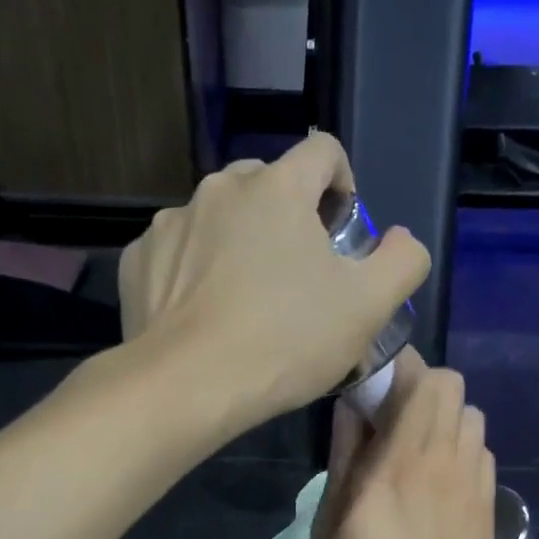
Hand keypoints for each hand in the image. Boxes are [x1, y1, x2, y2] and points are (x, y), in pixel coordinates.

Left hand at [118, 134, 428, 426]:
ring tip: (247, 303)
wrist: (187, 386)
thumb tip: (400, 240)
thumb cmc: (286, 341)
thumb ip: (402, 261)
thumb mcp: (369, 307)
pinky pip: (179, 253)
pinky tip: (205, 315)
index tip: (343, 232)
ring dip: (240, 244)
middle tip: (299, 277)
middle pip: (267, 184)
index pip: (323, 152)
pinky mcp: (136, 260)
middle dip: (289, 218)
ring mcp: (171, 223)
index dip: (343, 184)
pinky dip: (196, 271)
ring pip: (219, 219)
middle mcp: (219, 189)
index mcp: (278, 187)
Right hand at [311, 350, 495, 538]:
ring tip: (412, 451)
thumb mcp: (329, 529)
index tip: (369, 385)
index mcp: (400, 465)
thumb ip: (344, 460)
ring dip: (442, 418)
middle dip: (419, 388)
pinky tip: (436, 483)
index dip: (396, 367)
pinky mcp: (489, 507)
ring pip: (472, 416)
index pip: (421, 379)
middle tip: (387, 419)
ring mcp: (474, 484)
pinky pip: (481, 451)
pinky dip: (459, 449)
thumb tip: (351, 406)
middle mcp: (445, 462)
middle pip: (453, 386)